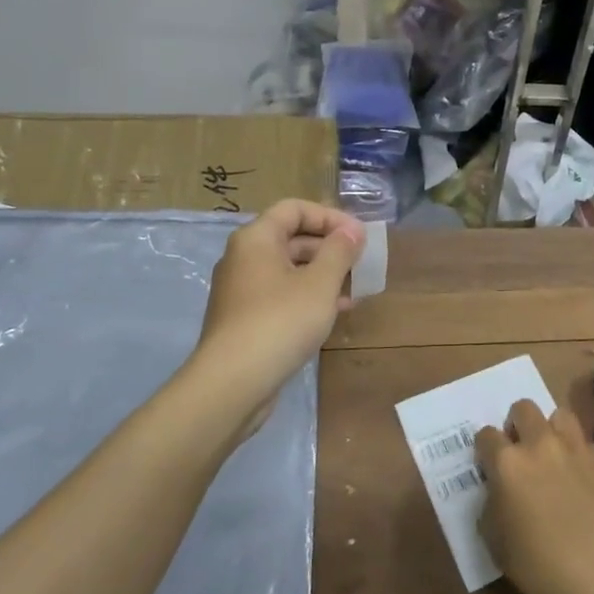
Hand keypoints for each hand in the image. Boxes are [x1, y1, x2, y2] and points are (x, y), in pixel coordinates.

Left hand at [186, 199, 364, 438]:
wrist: (232, 384)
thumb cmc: (280, 321)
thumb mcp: (320, 283)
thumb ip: (339, 251)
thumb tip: (352, 231)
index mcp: (256, 239)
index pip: (295, 209)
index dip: (330, 217)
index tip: (358, 236)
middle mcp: (244, 258)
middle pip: (292, 238)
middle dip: (330, 248)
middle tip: (361, 263)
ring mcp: (242, 290)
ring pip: (289, 269)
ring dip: (324, 274)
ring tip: (355, 289)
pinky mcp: (245, 319)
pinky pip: (282, 295)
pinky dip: (308, 296)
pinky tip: (335, 313)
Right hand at [475, 400, 593, 593]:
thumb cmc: (541, 567)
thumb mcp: (496, 544)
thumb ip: (492, 507)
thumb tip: (499, 493)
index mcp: (508, 464)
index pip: (486, 435)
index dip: (486, 448)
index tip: (491, 463)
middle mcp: (540, 444)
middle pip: (523, 408)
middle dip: (519, 424)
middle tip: (524, 451)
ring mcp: (577, 447)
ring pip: (561, 415)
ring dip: (554, 431)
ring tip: (557, 455)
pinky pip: (591, 447)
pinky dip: (585, 459)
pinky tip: (589, 484)